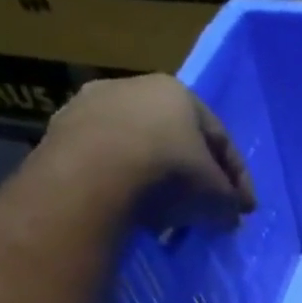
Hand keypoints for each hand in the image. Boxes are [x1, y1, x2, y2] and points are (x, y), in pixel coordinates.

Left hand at [34, 74, 255, 226]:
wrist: (91, 179)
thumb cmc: (170, 175)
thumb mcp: (218, 197)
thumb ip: (230, 203)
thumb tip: (230, 214)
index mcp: (177, 92)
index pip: (220, 139)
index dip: (237, 179)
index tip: (243, 210)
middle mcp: (132, 87)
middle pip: (177, 140)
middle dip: (194, 176)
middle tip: (205, 209)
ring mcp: (89, 106)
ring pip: (138, 149)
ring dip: (156, 180)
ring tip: (167, 215)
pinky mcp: (58, 132)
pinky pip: (105, 162)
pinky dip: (123, 183)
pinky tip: (132, 209)